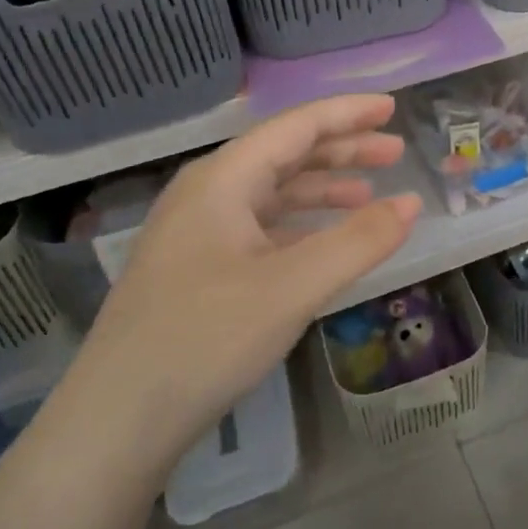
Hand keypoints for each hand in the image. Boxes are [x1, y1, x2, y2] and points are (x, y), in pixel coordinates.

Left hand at [82, 94, 420, 449]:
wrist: (116, 421)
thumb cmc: (205, 339)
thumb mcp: (293, 287)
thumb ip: (358, 242)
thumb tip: (410, 203)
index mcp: (222, 180)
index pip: (295, 127)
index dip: (347, 113)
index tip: (392, 107)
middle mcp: (207, 194)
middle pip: (284, 154)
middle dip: (342, 149)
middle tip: (395, 152)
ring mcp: (197, 233)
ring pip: (272, 192)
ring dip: (322, 188)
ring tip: (369, 193)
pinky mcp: (197, 269)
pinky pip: (261, 227)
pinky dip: (300, 224)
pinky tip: (325, 241)